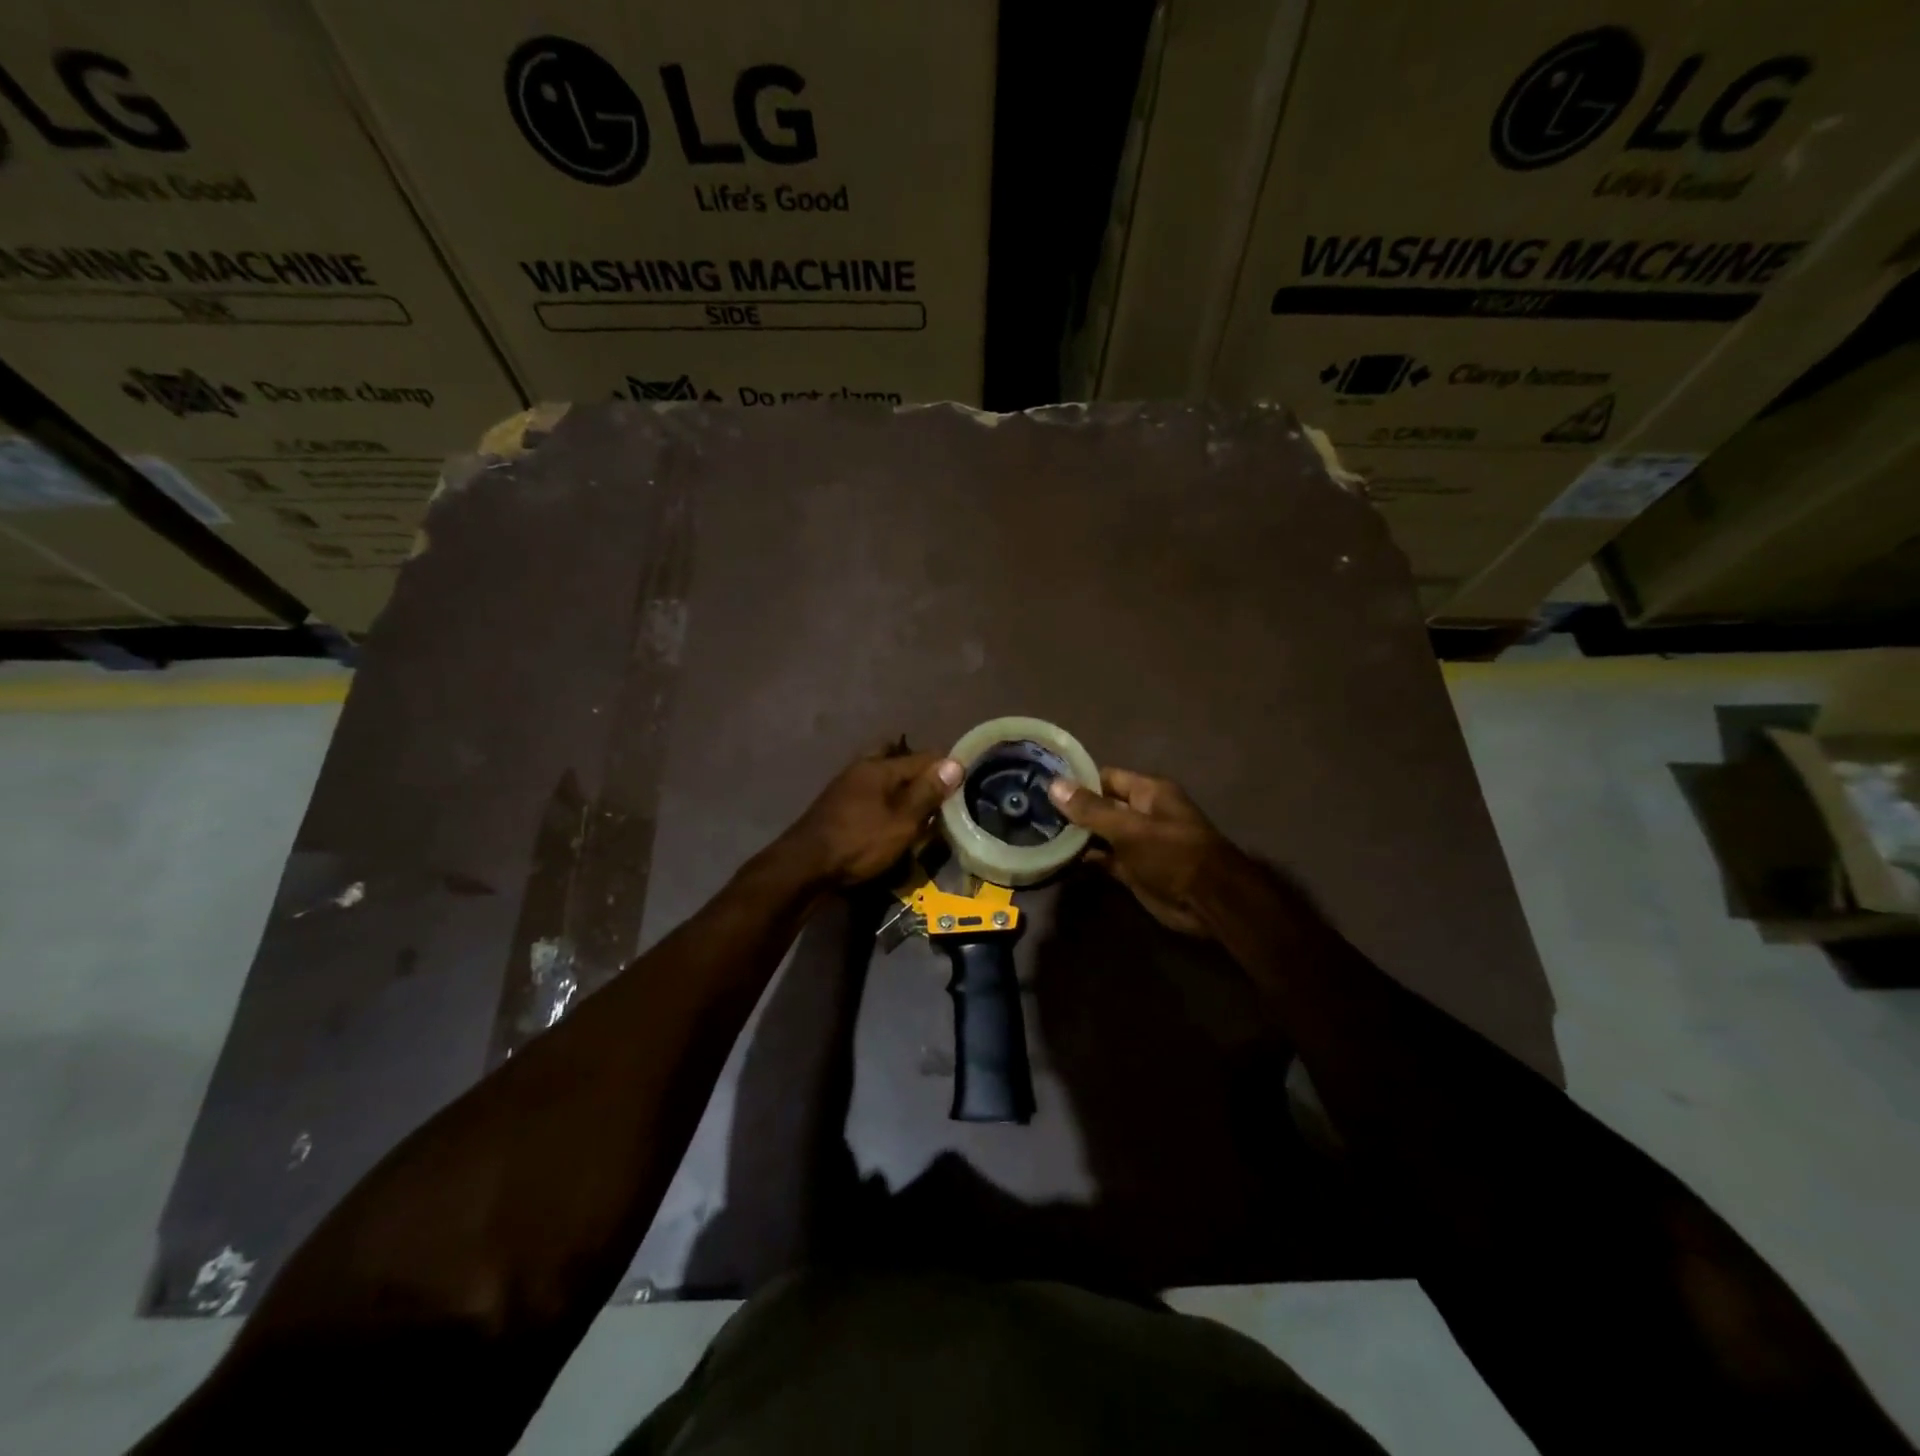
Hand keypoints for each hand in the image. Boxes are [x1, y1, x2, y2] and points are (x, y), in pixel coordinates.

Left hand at [782, 748, 962, 887]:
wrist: (804, 867)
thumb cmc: (859, 842)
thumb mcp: (902, 822)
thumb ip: (927, 792)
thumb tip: (955, 762)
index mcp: (879, 766)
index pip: (923, 756)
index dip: (946, 768)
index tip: (964, 784)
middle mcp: (861, 768)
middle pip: (896, 758)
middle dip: (918, 770)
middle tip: (937, 792)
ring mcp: (845, 786)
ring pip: (881, 775)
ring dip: (900, 786)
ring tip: (919, 808)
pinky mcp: (836, 806)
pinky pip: (869, 793)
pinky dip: (885, 800)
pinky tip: (891, 818)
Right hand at [1047, 767, 1234, 935]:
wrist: (1208, 901)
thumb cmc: (1172, 853)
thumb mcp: (1129, 828)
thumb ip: (1091, 809)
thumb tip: (1054, 785)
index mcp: (1148, 792)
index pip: (1105, 777)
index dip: (1077, 780)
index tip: (1042, 783)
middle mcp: (1142, 813)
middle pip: (1100, 805)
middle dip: (1071, 808)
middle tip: (1031, 809)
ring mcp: (1137, 843)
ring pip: (1100, 833)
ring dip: (1075, 835)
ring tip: (1037, 831)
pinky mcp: (1133, 870)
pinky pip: (1104, 859)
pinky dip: (1084, 859)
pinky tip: (1057, 858)